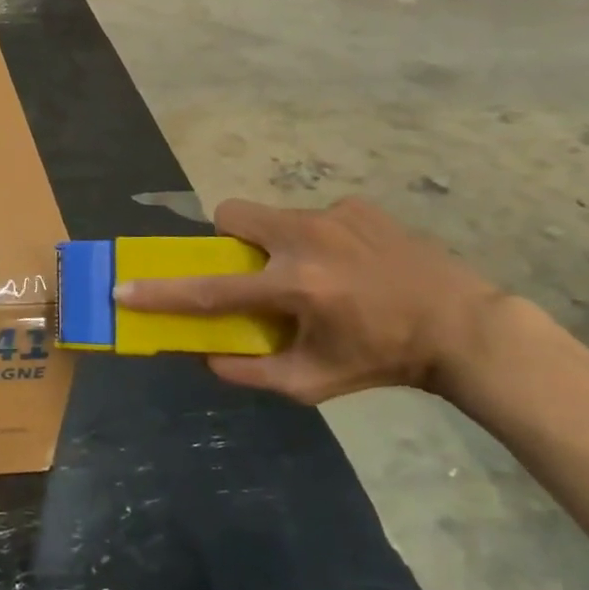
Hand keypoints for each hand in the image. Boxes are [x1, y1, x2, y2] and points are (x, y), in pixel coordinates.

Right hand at [115, 197, 504, 403]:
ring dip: (274, 242)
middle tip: (250, 269)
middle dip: (226, 239)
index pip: (211, 289)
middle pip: (231, 214)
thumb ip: (252, 373)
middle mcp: (307, 240)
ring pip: (272, 215)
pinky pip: (313, 216)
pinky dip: (316, 239)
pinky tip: (350, 264)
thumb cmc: (383, 360)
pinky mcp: (357, 206)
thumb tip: (206, 357)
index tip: (123, 288)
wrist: (464, 327)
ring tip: (313, 272)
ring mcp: (334, 215)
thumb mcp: (314, 383)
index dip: (163, 293)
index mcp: (295, 287)